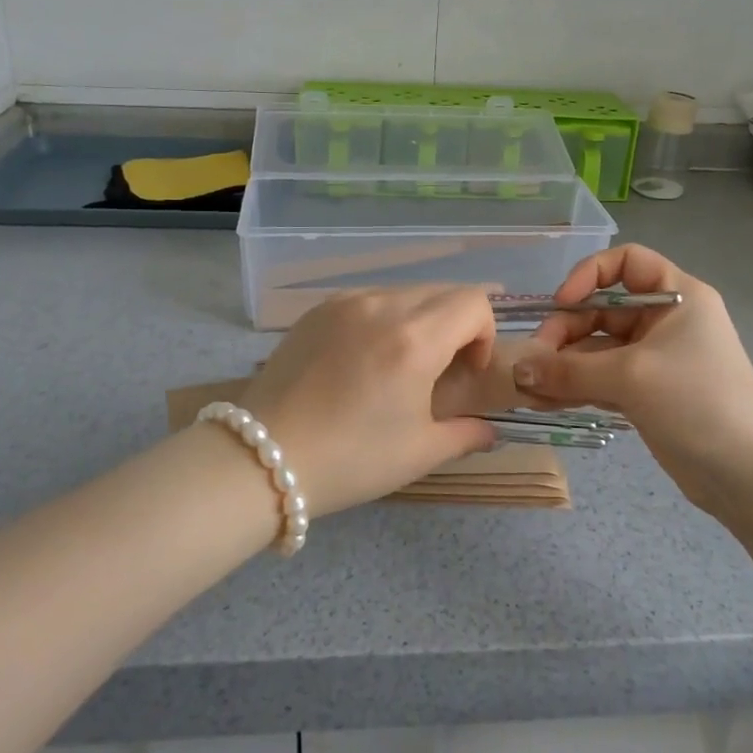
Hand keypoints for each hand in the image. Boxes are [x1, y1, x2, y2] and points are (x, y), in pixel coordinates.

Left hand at [242, 286, 501, 517]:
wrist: (262, 458)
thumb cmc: (350, 459)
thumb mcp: (419, 452)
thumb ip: (467, 433)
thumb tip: (490, 430)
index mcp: (415, 339)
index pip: (473, 302)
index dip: (484, 334)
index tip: (467, 371)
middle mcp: (383, 306)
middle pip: (442, 292)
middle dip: (456, 325)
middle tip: (440, 370)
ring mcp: (345, 303)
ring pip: (405, 292)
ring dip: (420, 319)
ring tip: (399, 363)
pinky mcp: (317, 309)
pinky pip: (369, 299)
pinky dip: (384, 318)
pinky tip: (363, 358)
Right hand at [509, 245, 752, 515]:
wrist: (747, 475)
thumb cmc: (696, 402)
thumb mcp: (631, 377)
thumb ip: (569, 370)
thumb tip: (517, 370)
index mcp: (677, 296)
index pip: (626, 262)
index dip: (589, 274)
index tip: (561, 302)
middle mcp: (665, 320)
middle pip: (602, 309)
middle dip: (566, 332)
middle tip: (534, 361)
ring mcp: (655, 358)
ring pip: (598, 349)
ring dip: (564, 365)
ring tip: (530, 388)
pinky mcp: (647, 392)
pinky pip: (602, 378)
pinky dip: (576, 386)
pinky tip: (545, 401)